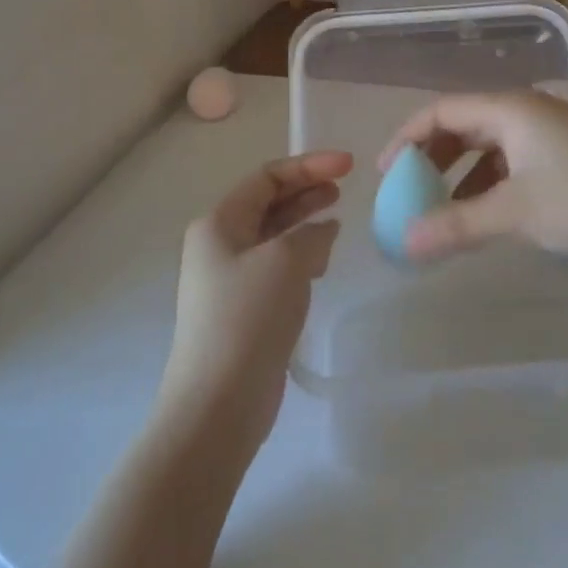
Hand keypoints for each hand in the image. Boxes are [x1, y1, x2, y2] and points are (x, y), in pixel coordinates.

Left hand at [157, 151, 350, 453]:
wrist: (219, 401)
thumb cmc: (248, 317)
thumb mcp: (287, 260)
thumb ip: (312, 234)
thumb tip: (322, 232)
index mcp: (218, 224)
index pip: (266, 177)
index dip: (309, 166)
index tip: (348, 166)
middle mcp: (218, 245)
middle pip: (267, 204)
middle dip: (306, 191)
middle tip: (343, 189)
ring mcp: (229, 279)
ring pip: (273, 236)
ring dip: (304, 223)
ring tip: (337, 218)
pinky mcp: (243, 309)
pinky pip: (276, 267)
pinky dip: (300, 255)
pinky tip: (322, 261)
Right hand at [379, 91, 567, 261]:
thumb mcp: (517, 213)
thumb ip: (458, 225)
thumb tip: (405, 244)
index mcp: (509, 109)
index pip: (441, 111)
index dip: (407, 139)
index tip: (386, 175)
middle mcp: (527, 110)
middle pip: (464, 126)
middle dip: (433, 159)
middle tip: (411, 194)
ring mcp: (552, 131)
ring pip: (491, 146)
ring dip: (462, 175)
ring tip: (445, 212)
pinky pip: (515, 160)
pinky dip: (492, 183)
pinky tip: (489, 214)